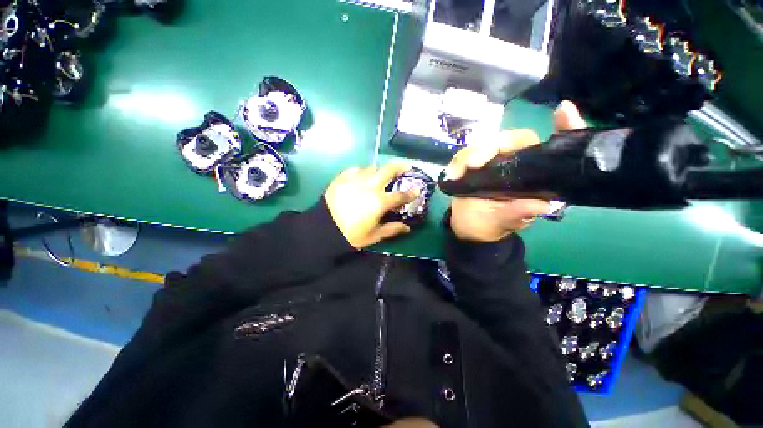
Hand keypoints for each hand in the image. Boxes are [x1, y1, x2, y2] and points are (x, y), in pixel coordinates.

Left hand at [325, 163, 417, 248]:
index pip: (400, 195)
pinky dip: (362, 171)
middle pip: (389, 170)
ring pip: (372, 168)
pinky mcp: (343, 177)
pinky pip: (356, 169)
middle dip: (400, 166)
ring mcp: (355, 179)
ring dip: (379, 170)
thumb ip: (392, 229)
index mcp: (379, 202)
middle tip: (406, 166)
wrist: (323, 228)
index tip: (418, 189)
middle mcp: (370, 186)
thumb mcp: (373, 235)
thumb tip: (407, 228)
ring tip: (380, 175)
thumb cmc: (350, 234)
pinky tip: (362, 176)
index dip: (411, 193)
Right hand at [447, 101, 586, 242]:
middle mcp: (515, 163)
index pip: (549, 149)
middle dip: (490, 147)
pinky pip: (465, 155)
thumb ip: (520, 212)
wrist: (467, 228)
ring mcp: (492, 162)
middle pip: (510, 140)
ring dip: (469, 155)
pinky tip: (452, 173)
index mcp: (533, 175)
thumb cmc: (490, 224)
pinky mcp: (472, 165)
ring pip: (484, 144)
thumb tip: (542, 205)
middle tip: (472, 163)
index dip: (562, 128)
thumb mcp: (507, 220)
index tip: (563, 112)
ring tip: (457, 172)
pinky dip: (457, 162)